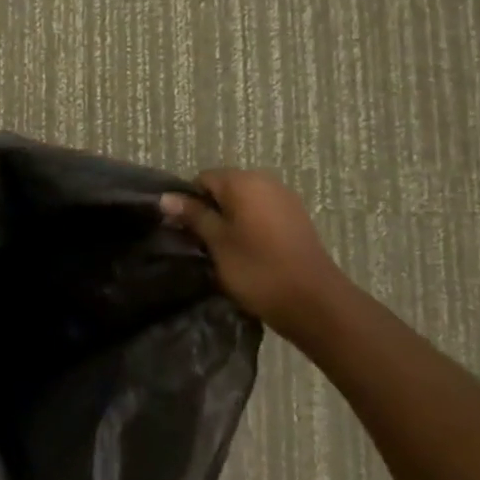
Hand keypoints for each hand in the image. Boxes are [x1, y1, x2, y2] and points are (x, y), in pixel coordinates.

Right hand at [161, 170, 340, 333]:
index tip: (184, 231)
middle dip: (210, 211)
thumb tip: (166, 197)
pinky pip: (262, 212)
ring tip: (223, 250)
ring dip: (230, 220)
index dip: (188, 202)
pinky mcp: (296, 217)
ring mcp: (285, 198)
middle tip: (201, 243)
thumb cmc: (256, 269)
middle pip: (224, 188)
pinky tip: (248, 251)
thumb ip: (193, 216)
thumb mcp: (217, 243)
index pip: (202, 179)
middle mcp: (265, 180)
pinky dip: (250, 226)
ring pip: (244, 201)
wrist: (313, 300)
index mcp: (243, 182)